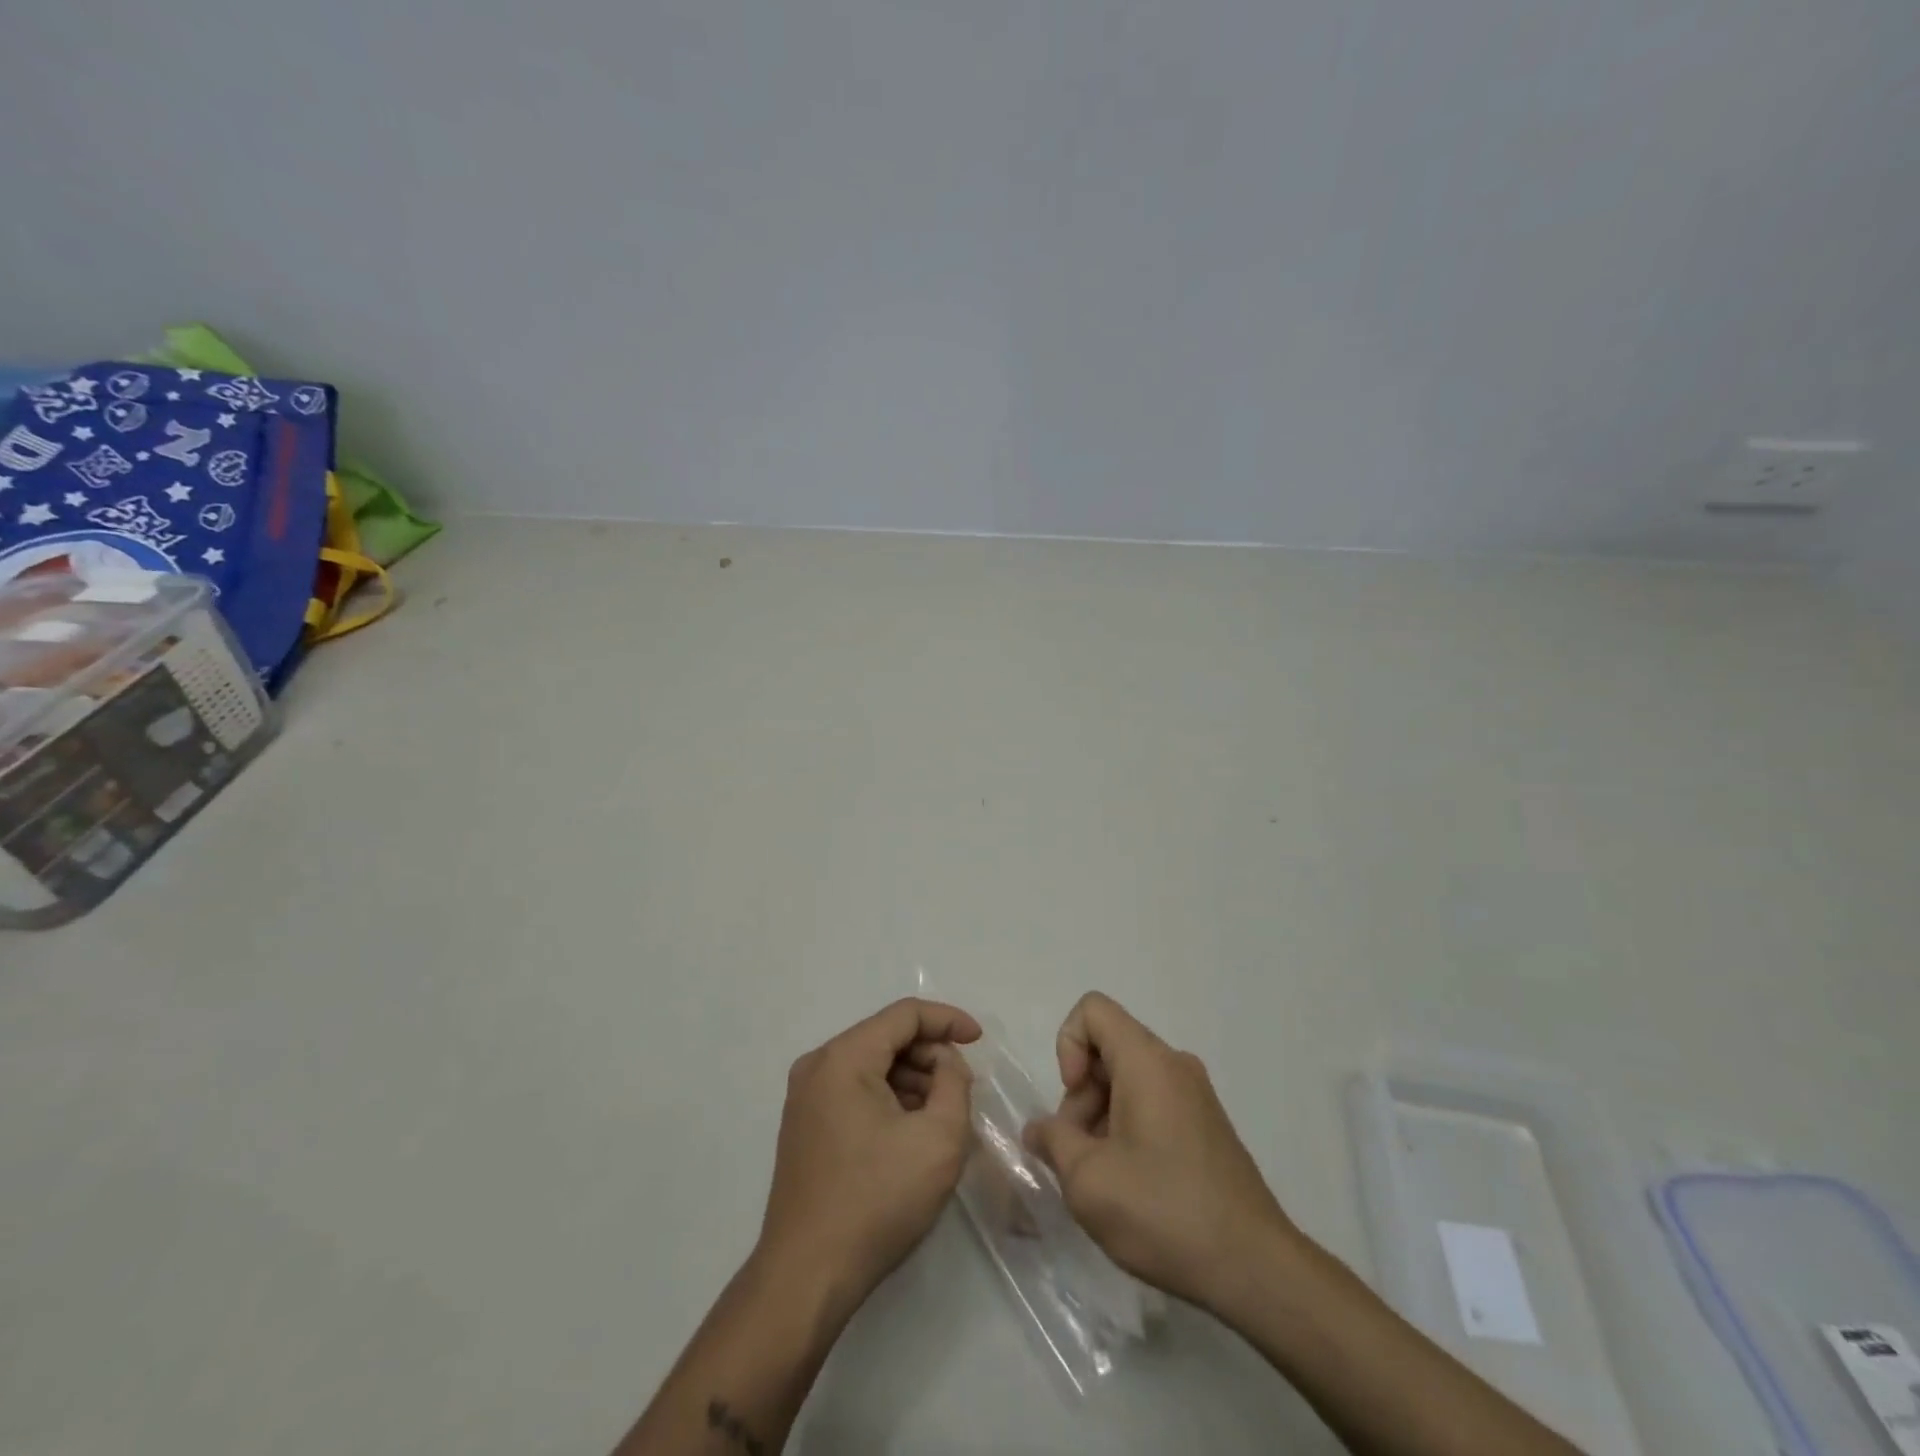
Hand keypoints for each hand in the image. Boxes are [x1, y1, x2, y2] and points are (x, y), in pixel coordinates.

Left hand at [756, 998, 981, 1314]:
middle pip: (886, 1037)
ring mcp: (806, 1097)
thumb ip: (954, 1083)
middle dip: (931, 1055)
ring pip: (872, 1066)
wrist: (806, 1278)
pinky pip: (856, 1091)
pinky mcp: (805, 1126)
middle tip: (964, 1087)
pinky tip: (913, 1131)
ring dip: (913, 1079)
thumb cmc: (876, 1201)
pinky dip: (890, 1099)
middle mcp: (818, 1066)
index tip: (980, 1040)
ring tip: (944, 1113)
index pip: (904, 1014)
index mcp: (843, 1058)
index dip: (947, 1019)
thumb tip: (946, 1063)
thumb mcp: (938, 1139)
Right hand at [1022, 992, 1294, 1313]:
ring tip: (1103, 1180)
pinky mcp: (1207, 1127)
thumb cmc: (1164, 1211)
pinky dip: (1129, 1131)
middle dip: (1081, 1095)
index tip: (1073, 1100)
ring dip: (1101, 1118)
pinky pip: (1154, 1105)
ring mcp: (1196, 1096)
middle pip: (1109, 1049)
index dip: (1067, 1045)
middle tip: (1079, 1156)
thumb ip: (1052, 1142)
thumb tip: (1039, 1130)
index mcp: (1148, 1061)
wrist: (1255, 1270)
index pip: (1093, 1010)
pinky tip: (1132, 1188)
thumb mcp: (1087, 1180)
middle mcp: (1175, 1065)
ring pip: (1129, 1081)